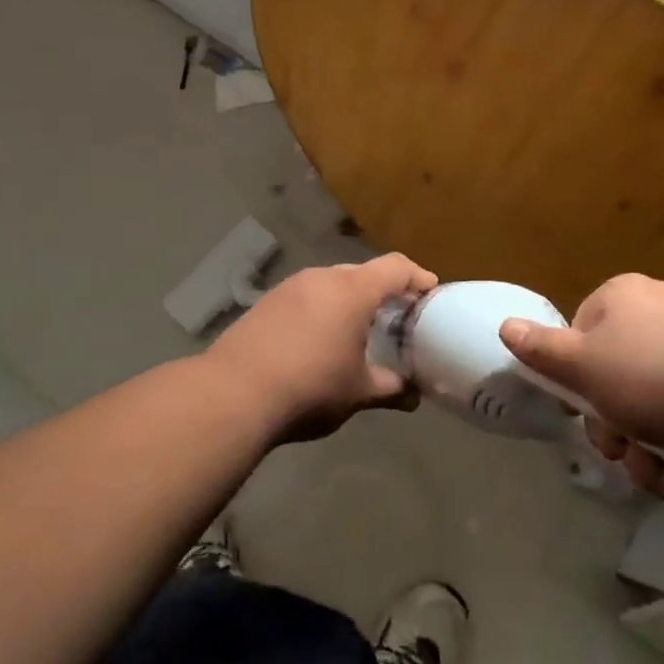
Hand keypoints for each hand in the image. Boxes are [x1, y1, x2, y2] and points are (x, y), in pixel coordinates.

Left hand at [206, 253, 436, 443]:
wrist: (233, 393)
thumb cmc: (310, 387)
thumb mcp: (358, 392)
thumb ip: (391, 388)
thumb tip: (413, 395)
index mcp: (353, 290)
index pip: (396, 268)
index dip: (418, 277)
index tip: (431, 293)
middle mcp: (322, 277)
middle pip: (363, 273)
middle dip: (383, 292)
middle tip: (396, 318)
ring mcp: (290, 287)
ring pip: (331, 284)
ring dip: (349, 301)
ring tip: (356, 331)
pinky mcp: (266, 302)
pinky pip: (306, 297)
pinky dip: (321, 310)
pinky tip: (317, 340)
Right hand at [498, 274, 663, 491]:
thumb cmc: (657, 378)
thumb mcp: (585, 366)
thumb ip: (541, 350)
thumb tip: (504, 325)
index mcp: (621, 298)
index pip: (578, 337)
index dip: (575, 381)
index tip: (585, 413)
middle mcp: (657, 314)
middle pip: (612, 377)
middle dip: (613, 426)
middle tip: (622, 450)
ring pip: (647, 407)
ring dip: (643, 449)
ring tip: (659, 471)